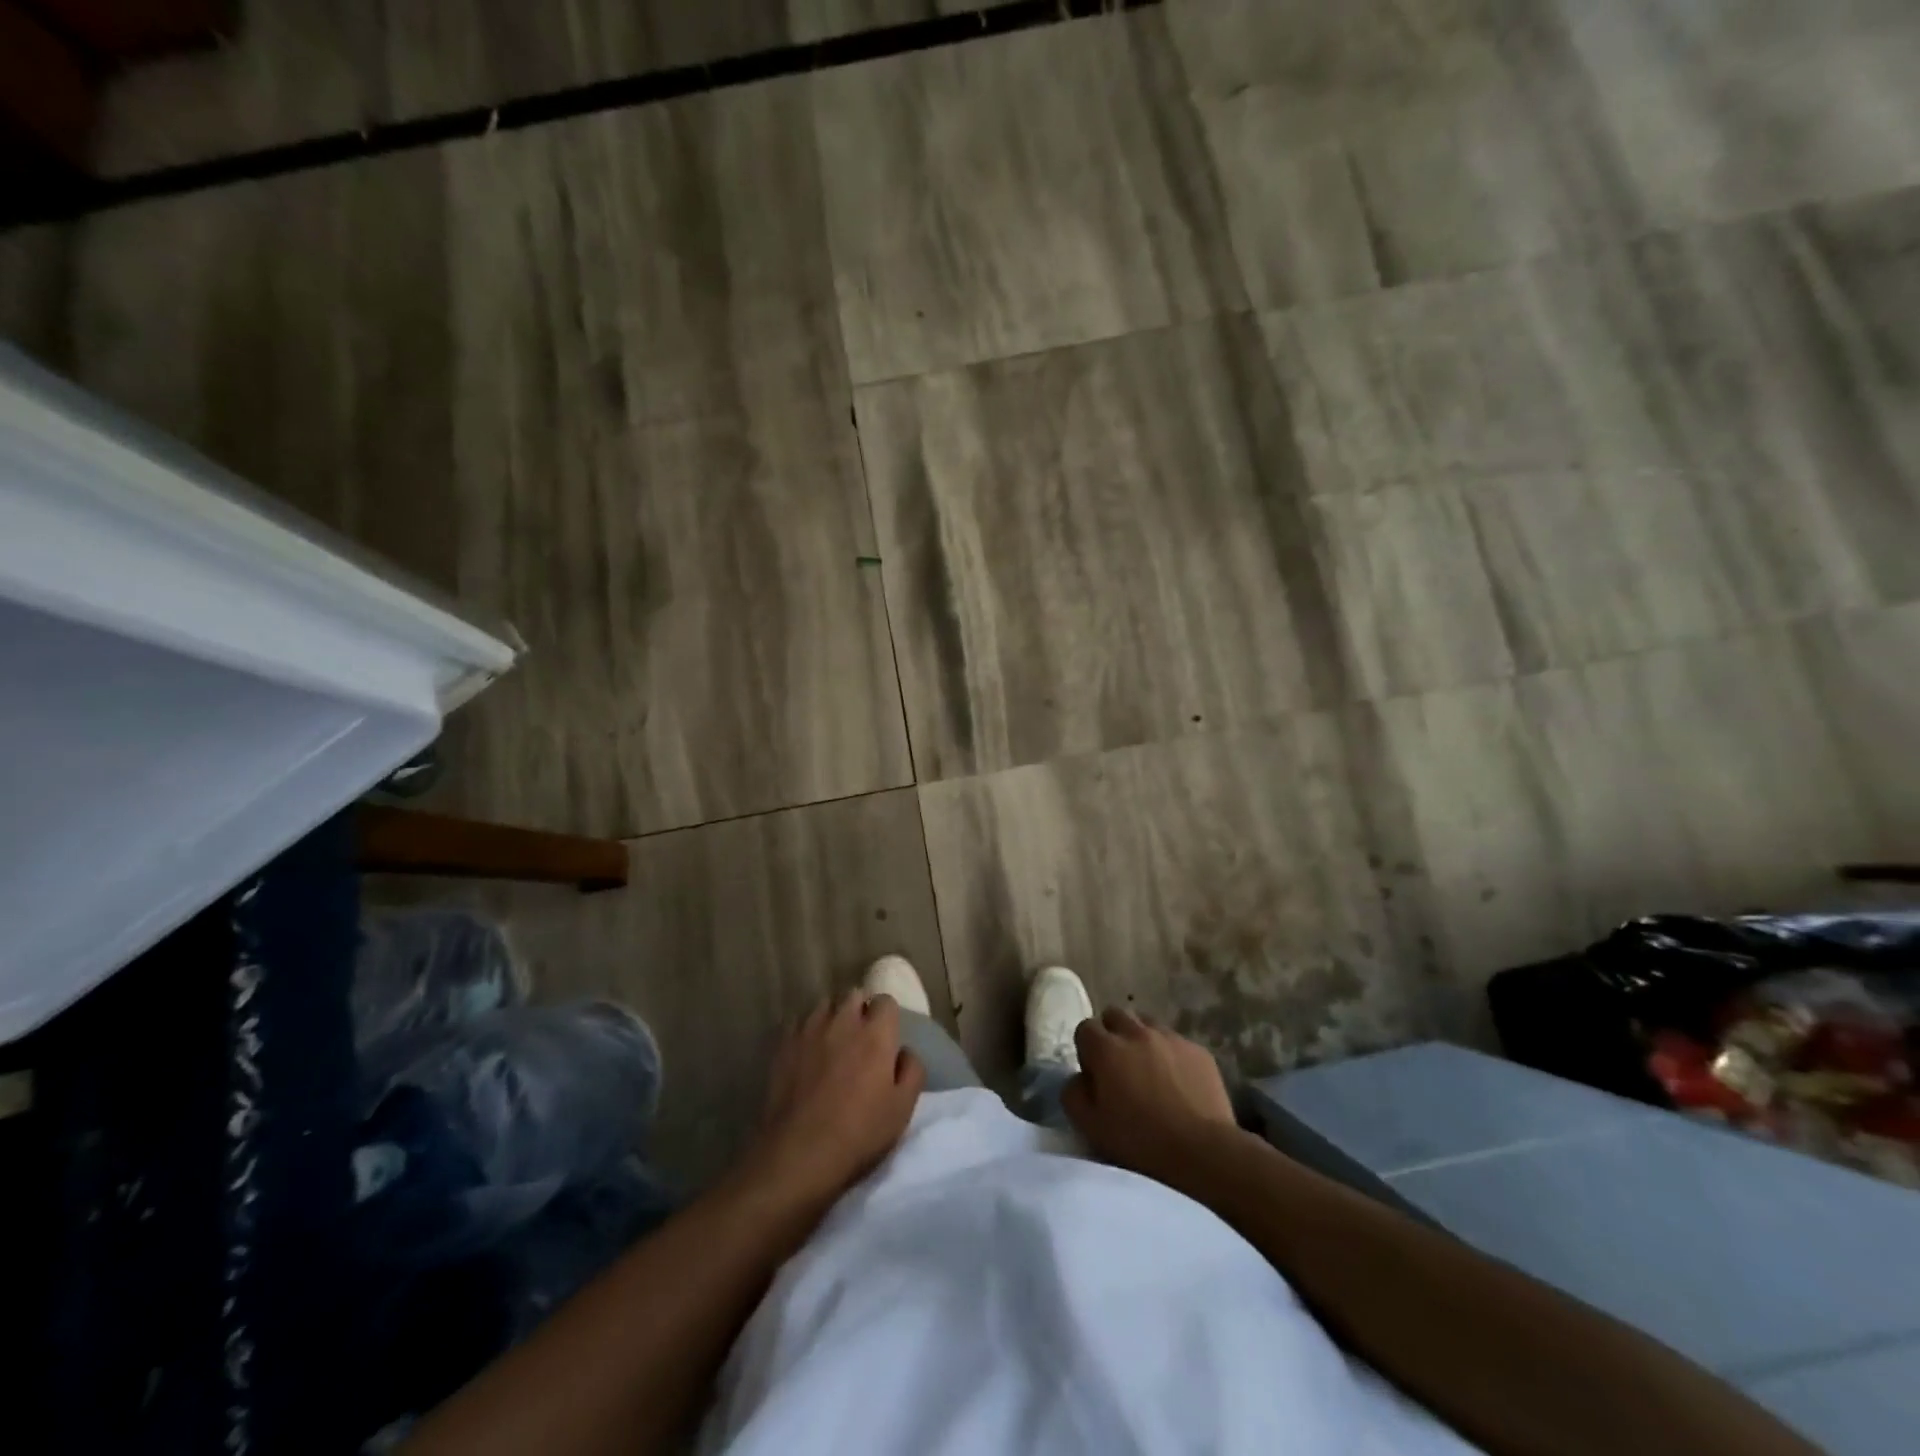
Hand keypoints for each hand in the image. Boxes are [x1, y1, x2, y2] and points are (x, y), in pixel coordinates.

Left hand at [744, 990, 924, 1205]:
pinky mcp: (783, 1044)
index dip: (887, 1017)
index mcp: (875, 1034)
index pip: (885, 1001)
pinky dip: (806, 1029)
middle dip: (859, 1009)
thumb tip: (904, 1051)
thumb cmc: (859, 1133)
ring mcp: (809, 1030)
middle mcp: (843, 1021)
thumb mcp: (903, 1108)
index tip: (885, 1037)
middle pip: (853, 995)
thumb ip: (912, 1070)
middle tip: (860, 1037)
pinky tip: (806, 1051)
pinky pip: (798, 1022)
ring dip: (832, 1016)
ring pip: (824, 1005)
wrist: (799, 1153)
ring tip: (832, 1041)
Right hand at [1062, 1008, 1238, 1187]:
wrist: (1203, 1152)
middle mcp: (1136, 1032)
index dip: (1087, 1050)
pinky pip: (1175, 1041)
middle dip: (1112, 1034)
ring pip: (1147, 1023)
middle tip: (1119, 1066)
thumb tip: (1078, 1078)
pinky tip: (1177, 1081)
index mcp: (1106, 1049)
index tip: (1095, 1074)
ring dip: (1141, 1039)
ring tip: (1148, 1069)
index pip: (1085, 1028)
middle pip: (1115, 1015)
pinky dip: (1169, 1053)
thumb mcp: (1090, 1126)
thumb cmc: (1140, 1142)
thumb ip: (1073, 1094)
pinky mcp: (1197, 1050)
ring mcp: (1170, 1038)